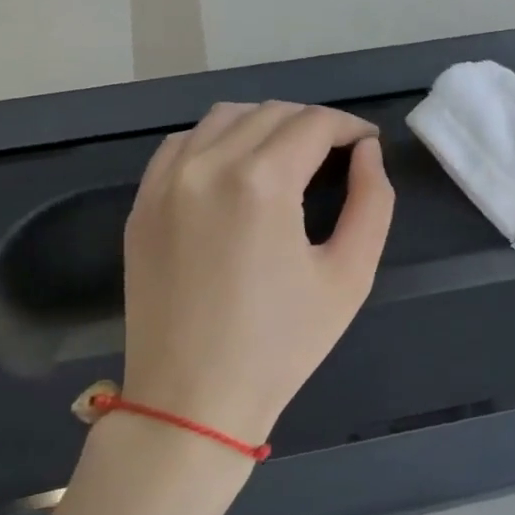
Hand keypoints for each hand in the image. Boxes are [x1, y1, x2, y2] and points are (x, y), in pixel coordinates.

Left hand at [119, 101, 394, 447]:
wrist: (192, 401)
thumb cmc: (281, 345)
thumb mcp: (350, 276)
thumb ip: (372, 202)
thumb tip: (367, 154)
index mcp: (261, 183)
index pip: (314, 123)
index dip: (350, 127)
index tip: (368, 145)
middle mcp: (207, 166)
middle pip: (270, 113)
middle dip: (313, 124)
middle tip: (337, 155)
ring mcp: (166, 183)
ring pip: (223, 118)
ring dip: (265, 125)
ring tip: (289, 157)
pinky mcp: (142, 204)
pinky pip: (182, 145)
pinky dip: (216, 141)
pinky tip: (235, 169)